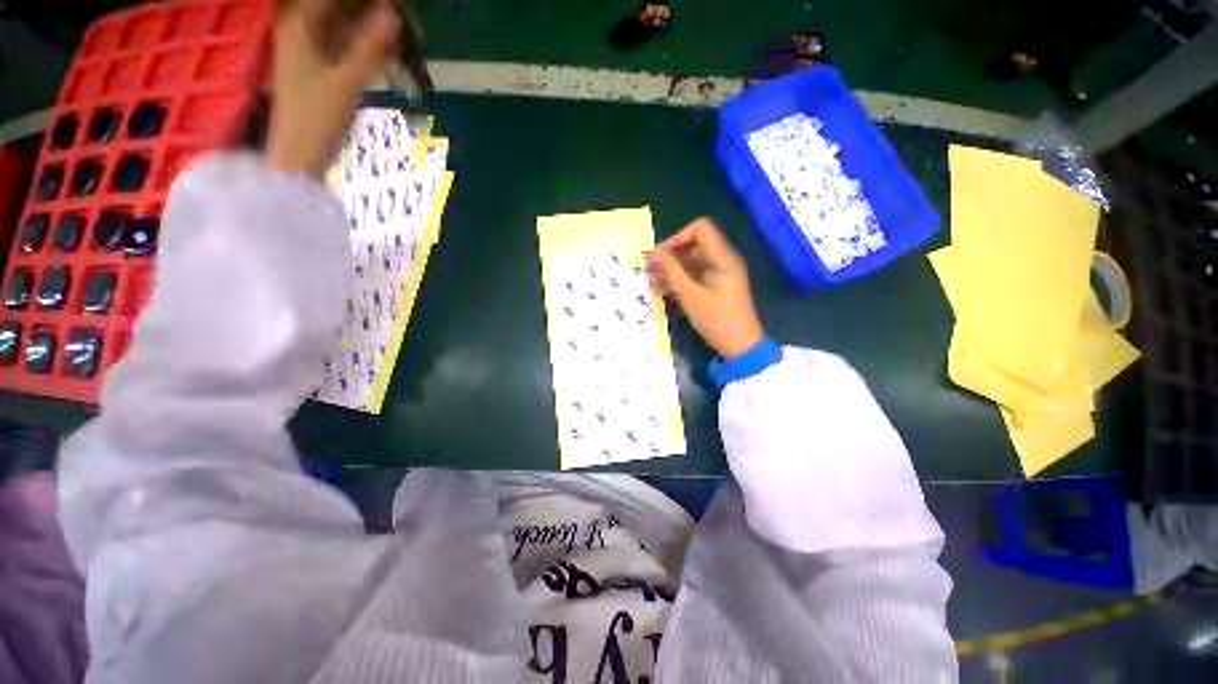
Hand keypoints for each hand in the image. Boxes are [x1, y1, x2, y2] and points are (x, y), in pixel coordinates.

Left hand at [267, 0, 398, 175]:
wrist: (300, 154)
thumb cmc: (317, 118)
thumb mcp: (348, 80)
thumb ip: (371, 45)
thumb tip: (393, 12)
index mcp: (300, 23)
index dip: (367, 1)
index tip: (395, 5)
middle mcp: (302, 27)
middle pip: (339, 7)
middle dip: (372, 11)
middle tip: (402, 19)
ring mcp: (310, 46)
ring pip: (345, 24)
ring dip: (373, 28)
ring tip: (403, 36)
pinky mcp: (319, 64)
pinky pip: (345, 44)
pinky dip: (366, 45)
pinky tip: (388, 53)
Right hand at [647, 218, 765, 358]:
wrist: (741, 347)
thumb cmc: (717, 320)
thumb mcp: (691, 296)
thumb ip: (671, 272)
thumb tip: (653, 253)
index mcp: (722, 257)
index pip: (699, 229)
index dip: (677, 238)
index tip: (660, 256)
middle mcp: (722, 260)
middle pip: (693, 245)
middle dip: (670, 255)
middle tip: (649, 270)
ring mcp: (719, 274)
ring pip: (691, 262)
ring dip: (671, 269)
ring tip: (651, 282)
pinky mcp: (715, 287)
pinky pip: (695, 276)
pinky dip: (679, 280)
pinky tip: (662, 290)